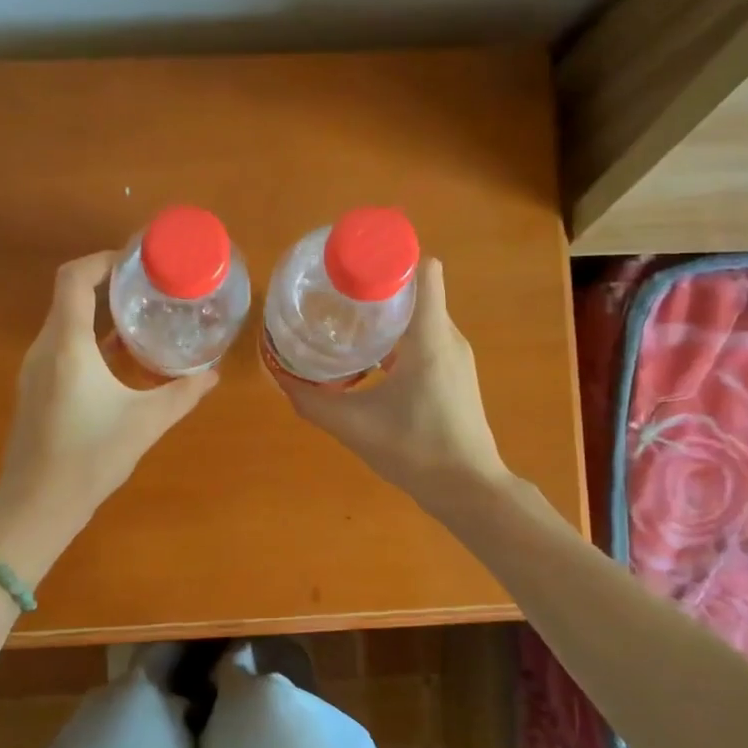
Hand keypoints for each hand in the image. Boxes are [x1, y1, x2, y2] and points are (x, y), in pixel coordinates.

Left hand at [0, 251, 218, 529]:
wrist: (36, 506)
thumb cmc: (90, 458)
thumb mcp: (145, 423)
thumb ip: (182, 394)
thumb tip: (213, 374)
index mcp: (67, 345)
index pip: (74, 278)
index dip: (102, 260)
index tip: (136, 262)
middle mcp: (45, 348)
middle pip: (69, 296)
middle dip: (108, 285)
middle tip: (149, 288)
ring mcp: (35, 370)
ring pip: (65, 323)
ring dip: (99, 314)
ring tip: (140, 317)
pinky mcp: (35, 389)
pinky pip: (61, 347)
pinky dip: (89, 339)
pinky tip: (118, 358)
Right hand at [278, 259, 507, 506]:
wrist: (468, 489)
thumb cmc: (416, 450)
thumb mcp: (354, 426)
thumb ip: (313, 401)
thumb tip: (279, 377)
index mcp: (430, 337)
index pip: (424, 270)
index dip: (390, 258)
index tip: (352, 265)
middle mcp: (447, 337)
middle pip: (415, 290)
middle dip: (376, 285)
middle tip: (334, 292)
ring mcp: (454, 356)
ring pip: (419, 315)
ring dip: (386, 313)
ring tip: (344, 320)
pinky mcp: (454, 374)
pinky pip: (424, 337)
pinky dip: (397, 336)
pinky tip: (367, 357)